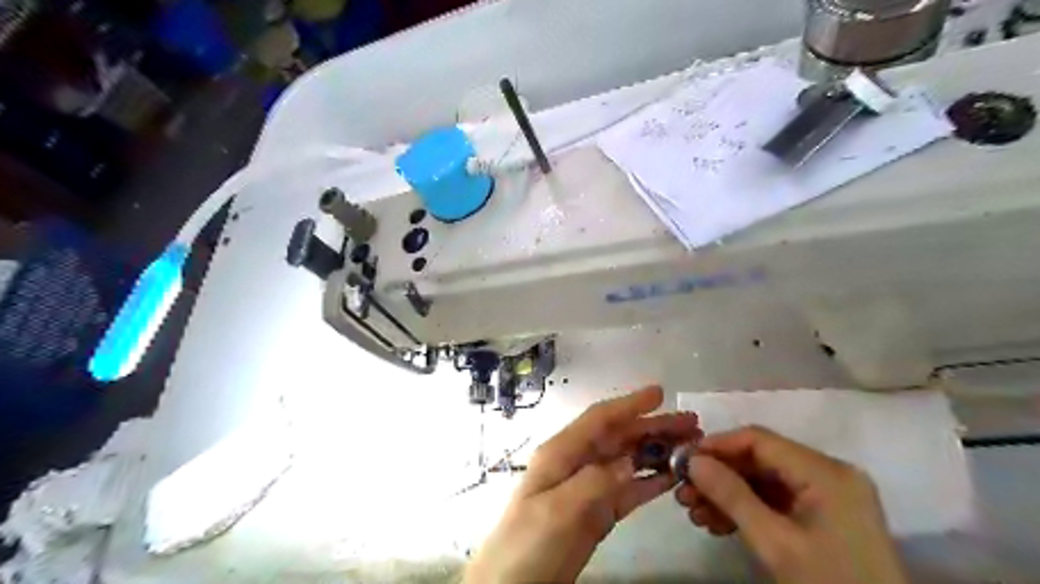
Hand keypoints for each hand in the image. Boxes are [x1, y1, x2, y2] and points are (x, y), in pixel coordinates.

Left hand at [466, 388, 702, 582]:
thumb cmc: (526, 543)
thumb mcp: (555, 510)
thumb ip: (593, 483)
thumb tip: (630, 462)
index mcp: (561, 453)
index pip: (599, 420)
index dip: (629, 404)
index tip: (660, 393)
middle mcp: (577, 463)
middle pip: (619, 437)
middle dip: (653, 427)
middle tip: (690, 423)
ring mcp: (589, 488)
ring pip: (628, 461)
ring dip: (657, 451)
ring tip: (690, 447)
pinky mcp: (598, 512)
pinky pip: (629, 490)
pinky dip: (651, 482)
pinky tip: (672, 478)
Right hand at [674, 424, 911, 583]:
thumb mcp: (775, 542)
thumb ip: (732, 496)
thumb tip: (692, 461)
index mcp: (825, 472)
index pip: (759, 440)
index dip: (717, 445)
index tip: (683, 459)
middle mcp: (828, 474)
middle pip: (759, 461)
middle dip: (718, 476)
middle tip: (683, 492)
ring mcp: (827, 496)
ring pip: (764, 482)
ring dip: (727, 495)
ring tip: (693, 513)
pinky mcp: (823, 516)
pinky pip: (776, 501)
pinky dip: (746, 510)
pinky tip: (717, 524)